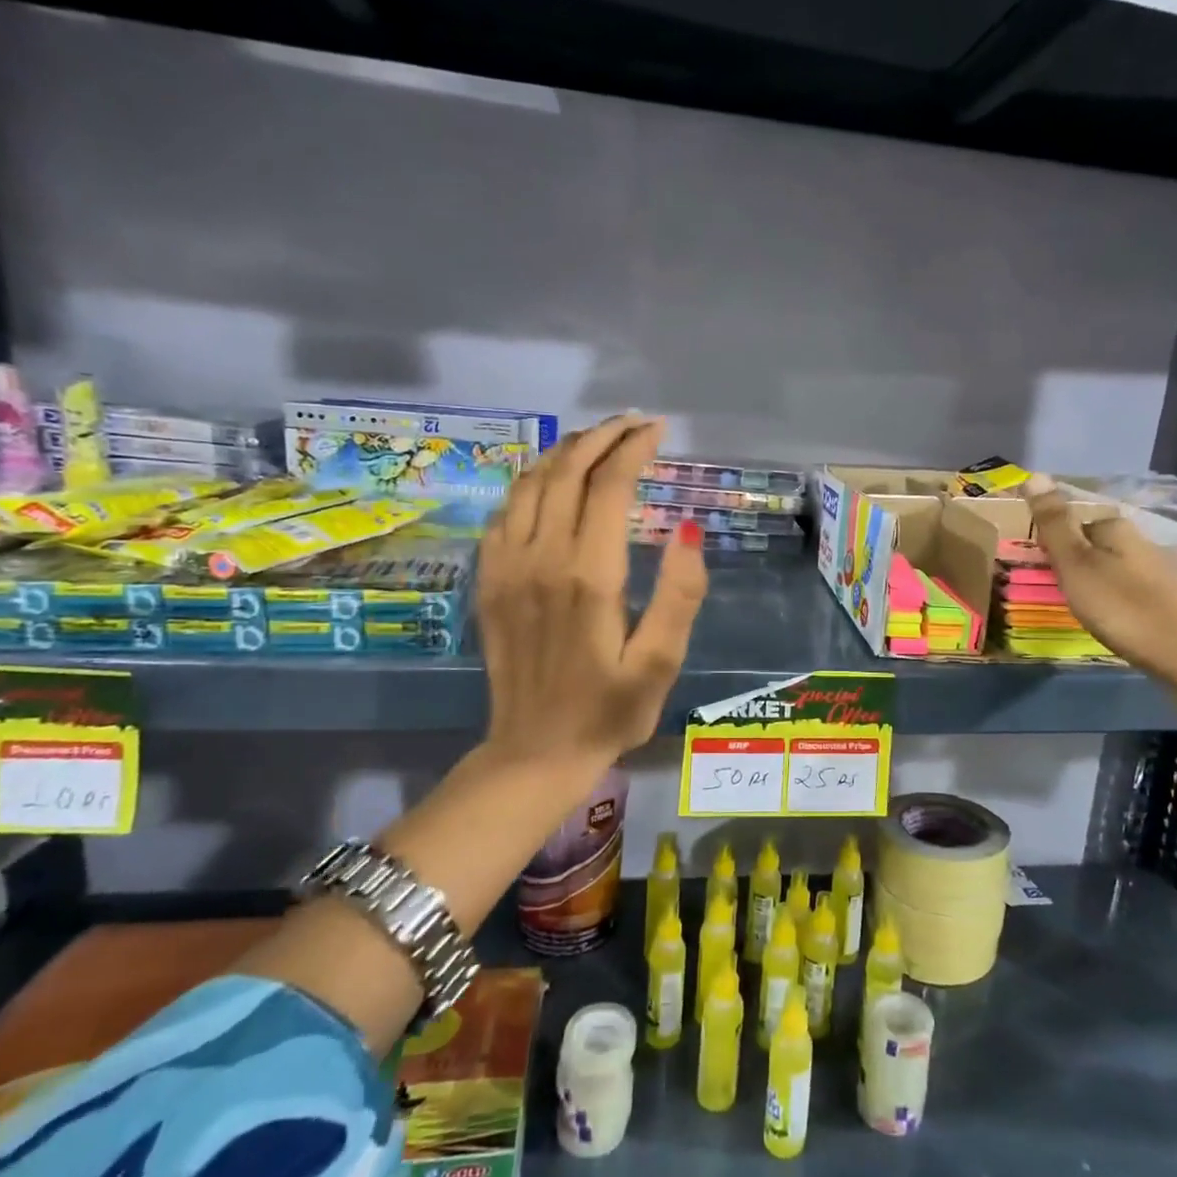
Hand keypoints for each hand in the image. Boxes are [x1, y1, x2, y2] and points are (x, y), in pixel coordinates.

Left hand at [477, 413, 707, 776]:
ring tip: (596, 442)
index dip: (634, 448)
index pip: (610, 485)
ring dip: (564, 452)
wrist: (534, 752)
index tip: (657, 430)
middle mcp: (542, 558)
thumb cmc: (608, 711)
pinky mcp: (488, 580)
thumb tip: (688, 529)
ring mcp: (506, 566)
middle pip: (566, 471)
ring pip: (530, 483)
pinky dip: (530, 482)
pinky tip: (549, 482)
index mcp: (589, 575)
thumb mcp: (660, 663)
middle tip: (632, 424)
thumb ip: (679, 595)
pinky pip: (504, 511)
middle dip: (601, 437)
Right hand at [1020, 473, 1176, 694]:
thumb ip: (1054, 523)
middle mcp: (1141, 540)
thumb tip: (1034, 474)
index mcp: (1116, 528)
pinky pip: (1128, 587)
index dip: (1052, 542)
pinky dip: (1113, 597)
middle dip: (1073, 560)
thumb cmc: (1122, 607)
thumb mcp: (1076, 565)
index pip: (1073, 521)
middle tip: (1053, 588)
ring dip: (1093, 579)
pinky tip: (1111, 617)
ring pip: (1112, 565)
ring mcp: (1159, 569)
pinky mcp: (1170, 598)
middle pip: (1094, 543)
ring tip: (1077, 605)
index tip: (1037, 567)